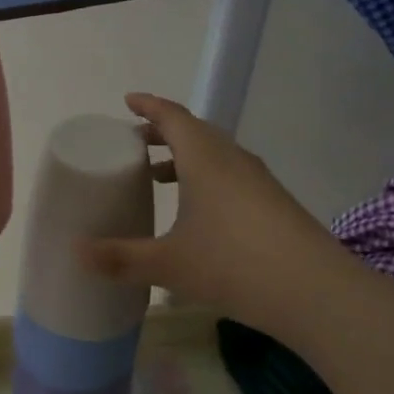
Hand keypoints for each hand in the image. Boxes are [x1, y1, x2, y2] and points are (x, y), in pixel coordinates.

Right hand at [81, 93, 336, 326]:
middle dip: (163, 132)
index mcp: (204, 158)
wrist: (318, 293)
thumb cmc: (235, 265)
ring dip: (185, 156)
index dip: (148, 105)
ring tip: (160, 178)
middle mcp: (232, 159)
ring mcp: (258, 180)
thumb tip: (74, 253)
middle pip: (194, 131)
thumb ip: (120, 258)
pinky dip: (207, 177)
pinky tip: (200, 213)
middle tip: (136, 143)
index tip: (128, 101)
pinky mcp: (275, 203)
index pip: (172, 116)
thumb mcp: (169, 264)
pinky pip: (232, 173)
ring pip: (216, 153)